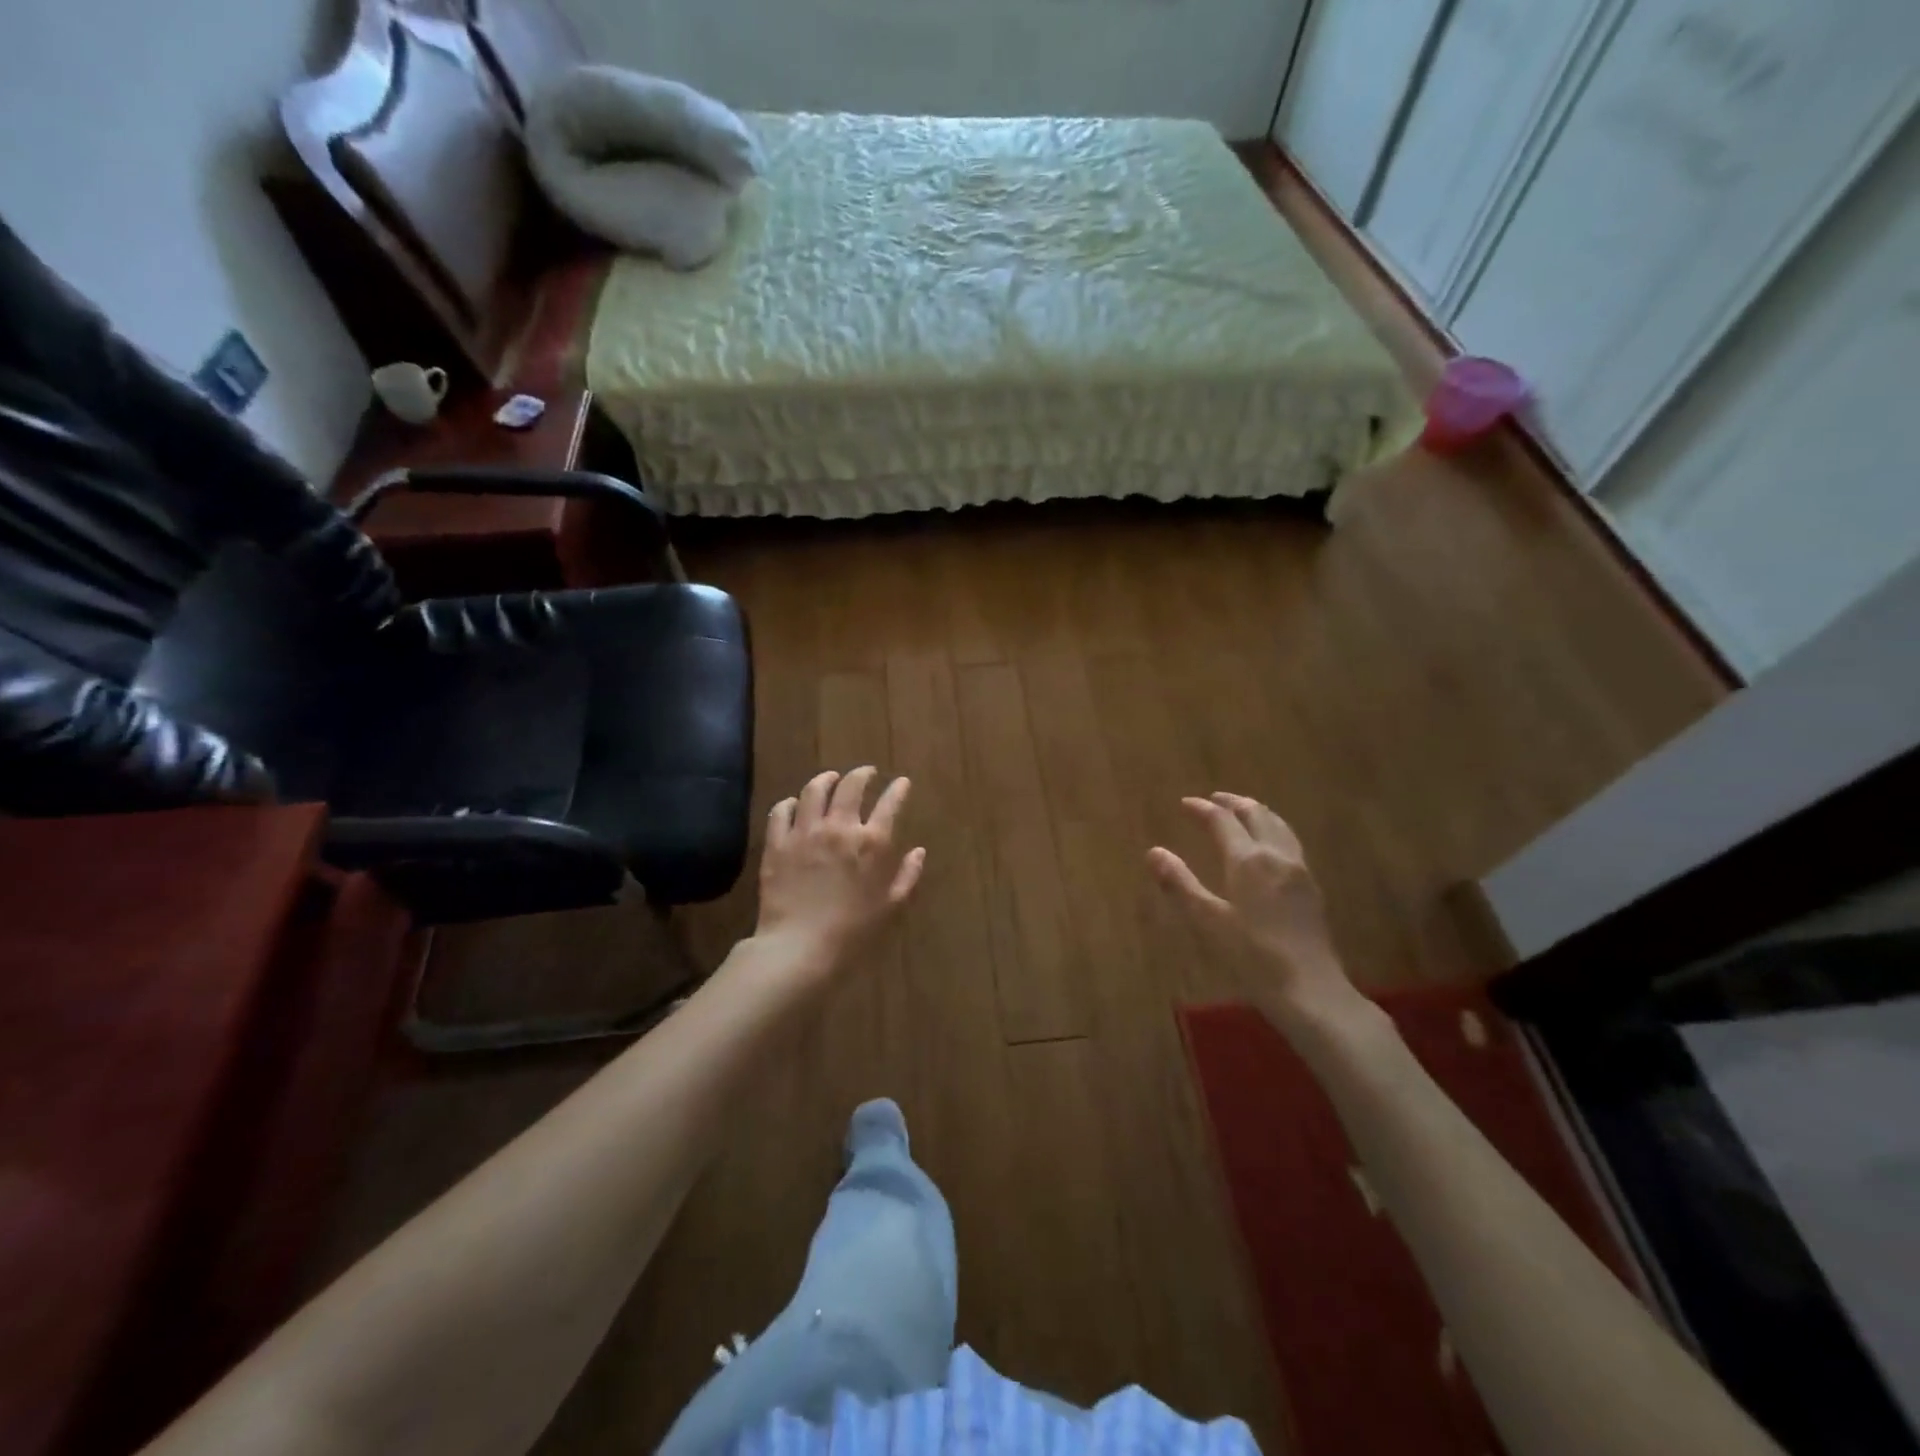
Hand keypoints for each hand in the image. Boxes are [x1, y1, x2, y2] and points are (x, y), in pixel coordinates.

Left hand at [755, 767, 926, 970]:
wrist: (799, 947)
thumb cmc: (852, 932)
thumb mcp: (890, 907)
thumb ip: (907, 876)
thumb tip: (919, 852)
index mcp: (871, 843)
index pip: (889, 803)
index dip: (898, 789)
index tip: (901, 782)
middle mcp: (839, 828)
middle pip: (851, 786)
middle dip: (862, 774)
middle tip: (866, 773)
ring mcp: (805, 832)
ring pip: (814, 790)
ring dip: (825, 779)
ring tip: (830, 779)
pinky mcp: (778, 843)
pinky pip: (781, 811)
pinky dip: (790, 803)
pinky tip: (795, 804)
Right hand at [1148, 792, 1359, 1025]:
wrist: (1311, 990)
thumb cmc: (1252, 956)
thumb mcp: (1208, 921)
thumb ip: (1180, 884)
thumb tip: (1153, 852)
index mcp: (1249, 859)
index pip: (1223, 821)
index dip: (1202, 809)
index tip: (1185, 803)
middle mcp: (1277, 855)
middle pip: (1256, 815)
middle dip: (1233, 802)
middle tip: (1214, 799)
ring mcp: (1300, 870)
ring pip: (1279, 826)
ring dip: (1257, 812)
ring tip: (1242, 812)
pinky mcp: (1312, 888)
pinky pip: (1290, 842)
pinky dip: (1273, 830)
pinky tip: (1270, 845)